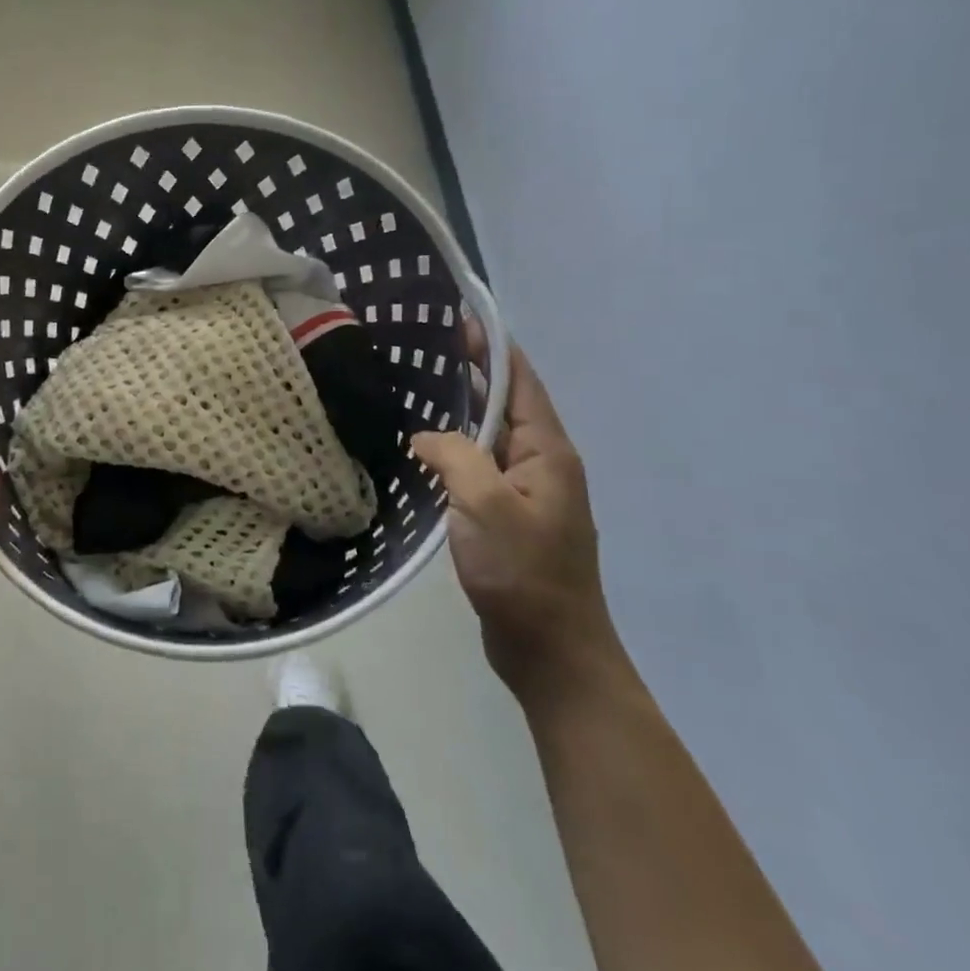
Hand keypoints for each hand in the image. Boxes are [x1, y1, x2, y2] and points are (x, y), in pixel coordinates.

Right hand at [412, 327, 622, 699]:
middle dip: (473, 373)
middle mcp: (542, 465)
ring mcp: (526, 493)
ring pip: (490, 437)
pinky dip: (455, 448)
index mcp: (548, 452)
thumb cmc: (524, 573)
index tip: (460, 318)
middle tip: (426, 348)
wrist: (551, 652)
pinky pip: (479, 467)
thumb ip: (454, 456)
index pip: (522, 383)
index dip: (493, 348)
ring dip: (461, 411)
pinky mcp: (508, 517)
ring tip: (418, 388)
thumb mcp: (486, 505)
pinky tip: (424, 450)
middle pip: (506, 405)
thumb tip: (425, 436)